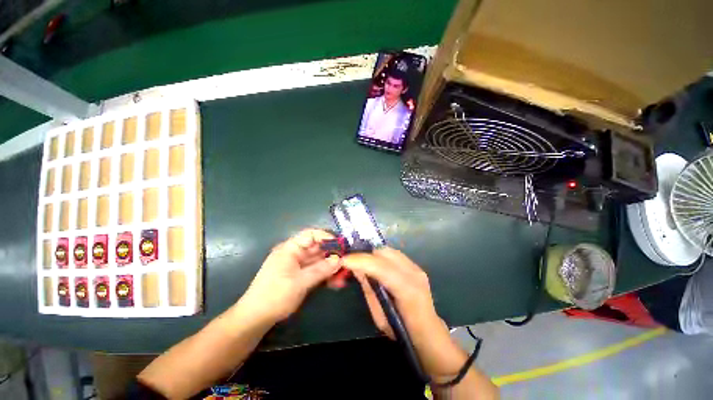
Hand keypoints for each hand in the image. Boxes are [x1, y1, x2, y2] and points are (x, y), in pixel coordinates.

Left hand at [238, 229, 340, 323]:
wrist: (255, 318)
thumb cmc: (275, 295)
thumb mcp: (300, 282)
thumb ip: (321, 269)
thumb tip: (339, 259)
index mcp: (290, 249)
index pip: (311, 235)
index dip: (326, 237)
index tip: (340, 246)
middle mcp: (295, 254)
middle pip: (317, 248)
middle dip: (332, 255)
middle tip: (347, 263)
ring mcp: (298, 265)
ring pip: (318, 261)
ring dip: (331, 267)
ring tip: (343, 276)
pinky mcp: (300, 276)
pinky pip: (316, 271)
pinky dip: (325, 275)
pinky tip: (335, 282)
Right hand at [341, 248, 467, 377]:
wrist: (428, 332)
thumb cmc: (402, 330)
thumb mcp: (380, 316)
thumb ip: (369, 289)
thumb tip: (357, 269)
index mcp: (408, 291)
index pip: (382, 268)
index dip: (361, 261)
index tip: (343, 260)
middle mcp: (414, 273)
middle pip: (384, 253)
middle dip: (365, 256)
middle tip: (351, 263)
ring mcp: (416, 267)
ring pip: (388, 250)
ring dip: (373, 255)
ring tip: (362, 263)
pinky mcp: (415, 265)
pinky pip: (393, 254)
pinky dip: (381, 256)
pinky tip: (375, 265)